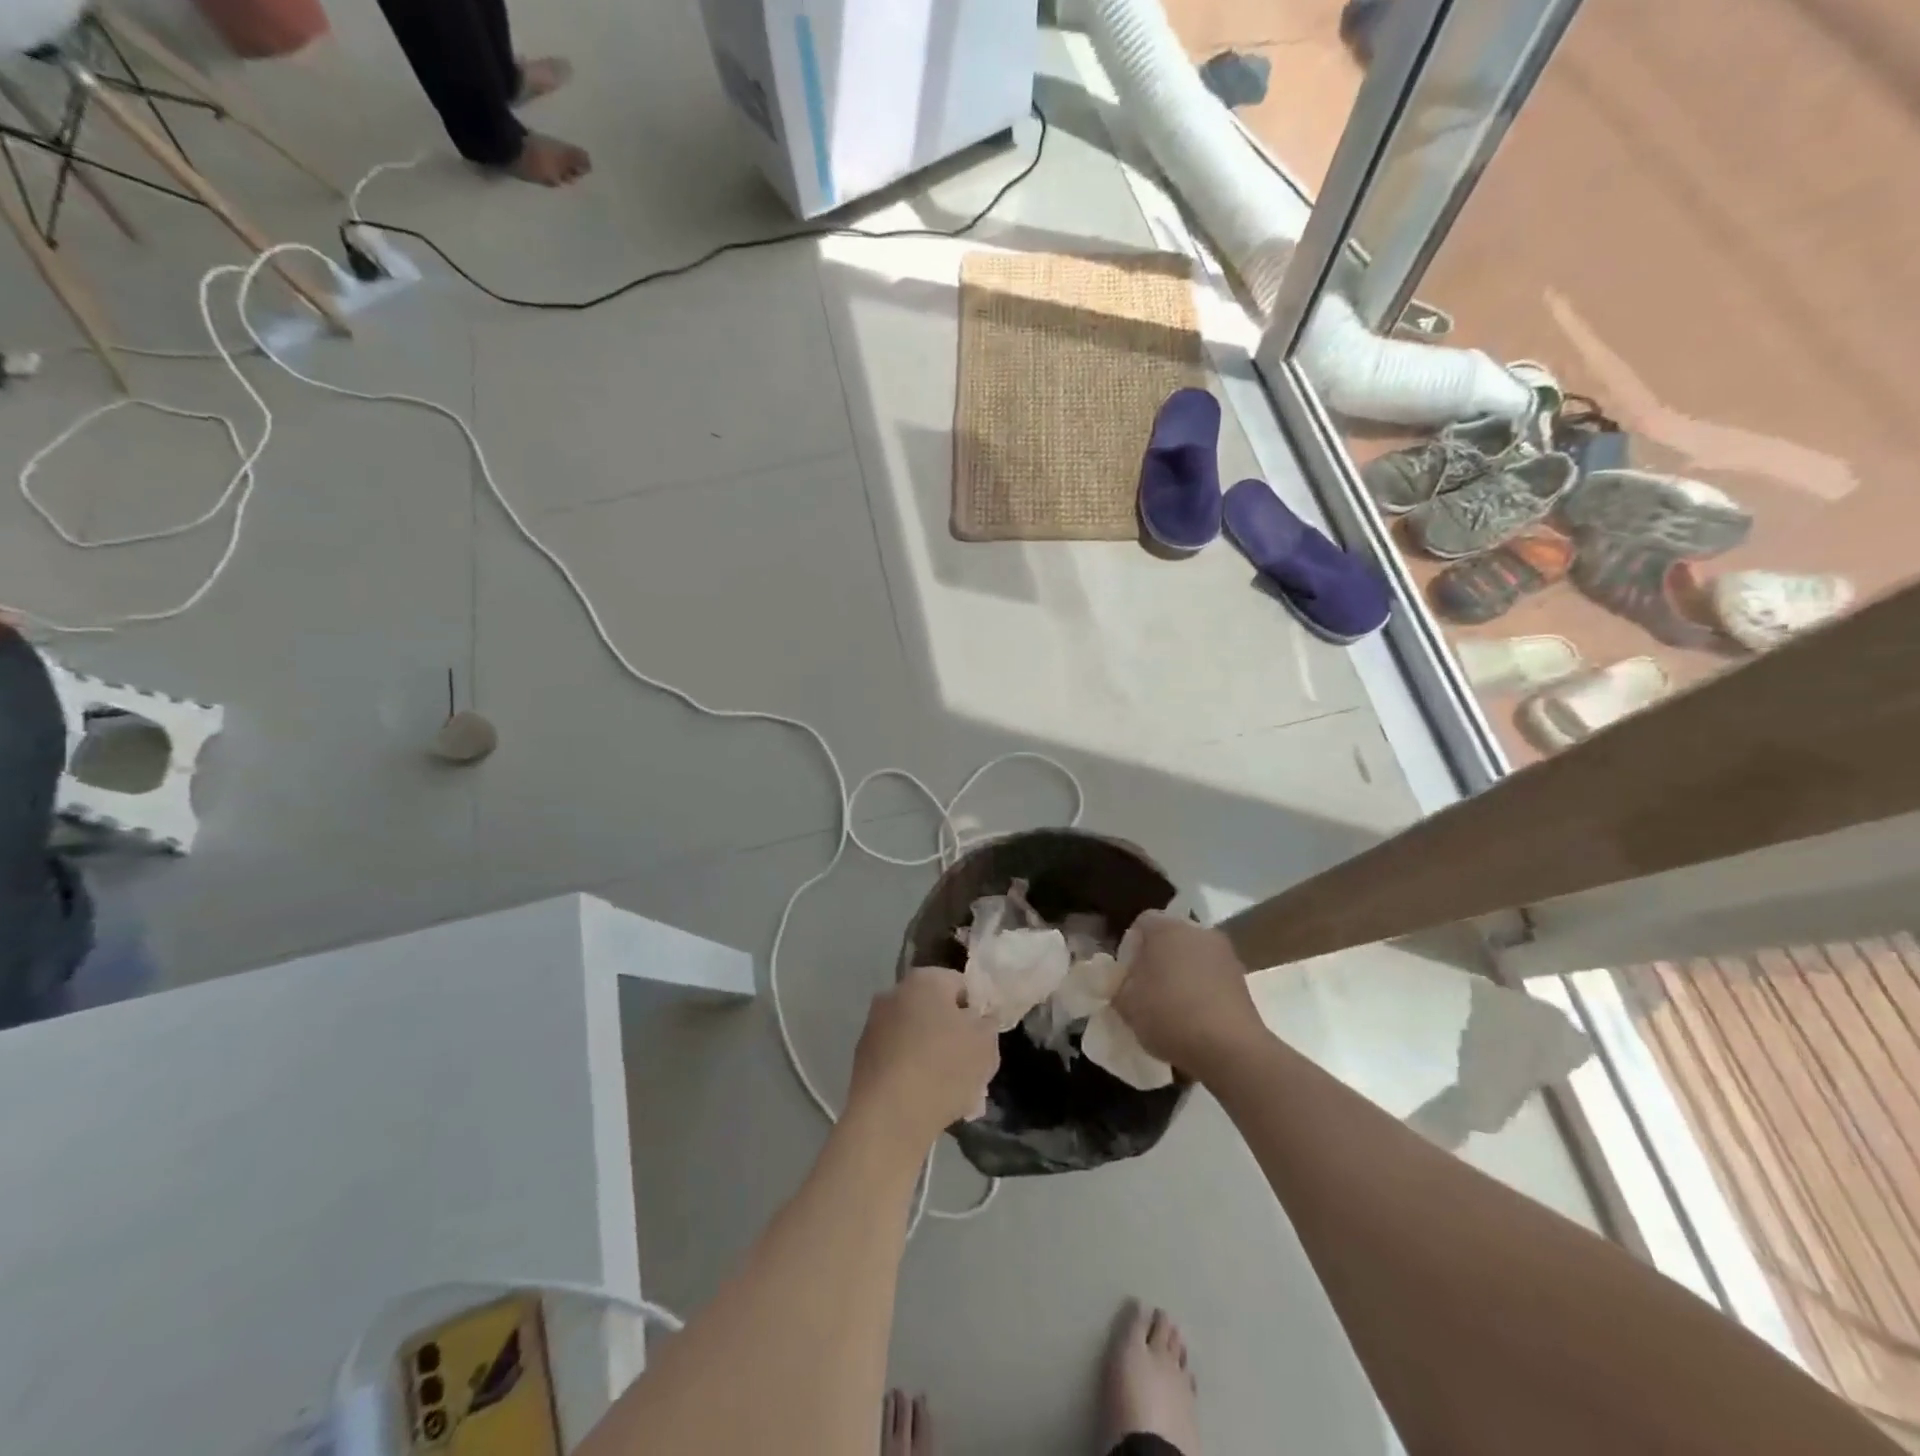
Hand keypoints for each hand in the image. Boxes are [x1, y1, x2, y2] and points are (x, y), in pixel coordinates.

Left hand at [845, 966, 999, 1155]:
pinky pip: (899, 1059)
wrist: (888, 1116)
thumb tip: (977, 1019)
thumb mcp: (985, 1044)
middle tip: (972, 1070)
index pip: (961, 985)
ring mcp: (874, 1025)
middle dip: (954, 1037)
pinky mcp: (862, 1057)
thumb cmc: (943, 1068)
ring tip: (954, 1094)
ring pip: (917, 1038)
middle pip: (936, 1012)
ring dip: (935, 1058)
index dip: (977, 1012)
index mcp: (924, 979)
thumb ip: (987, 1024)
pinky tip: (928, 1102)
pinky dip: (913, 1074)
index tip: (984, 1040)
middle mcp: (894, 993)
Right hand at [1113, 912, 1262, 1072]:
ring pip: (1193, 957)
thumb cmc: (1169, 1016)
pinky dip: (1202, 989)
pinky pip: (1212, 976)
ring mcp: (1224, 953)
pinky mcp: (1242, 978)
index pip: (1141, 923)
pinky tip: (1196, 1017)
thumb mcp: (1126, 1005)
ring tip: (1173, 1006)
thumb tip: (1121, 983)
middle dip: (1157, 959)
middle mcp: (1197, 931)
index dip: (1130, 947)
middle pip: (1170, 938)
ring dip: (1182, 974)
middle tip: (1146, 989)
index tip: (1126, 975)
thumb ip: (1117, 987)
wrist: (1231, 1049)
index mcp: (1165, 928)